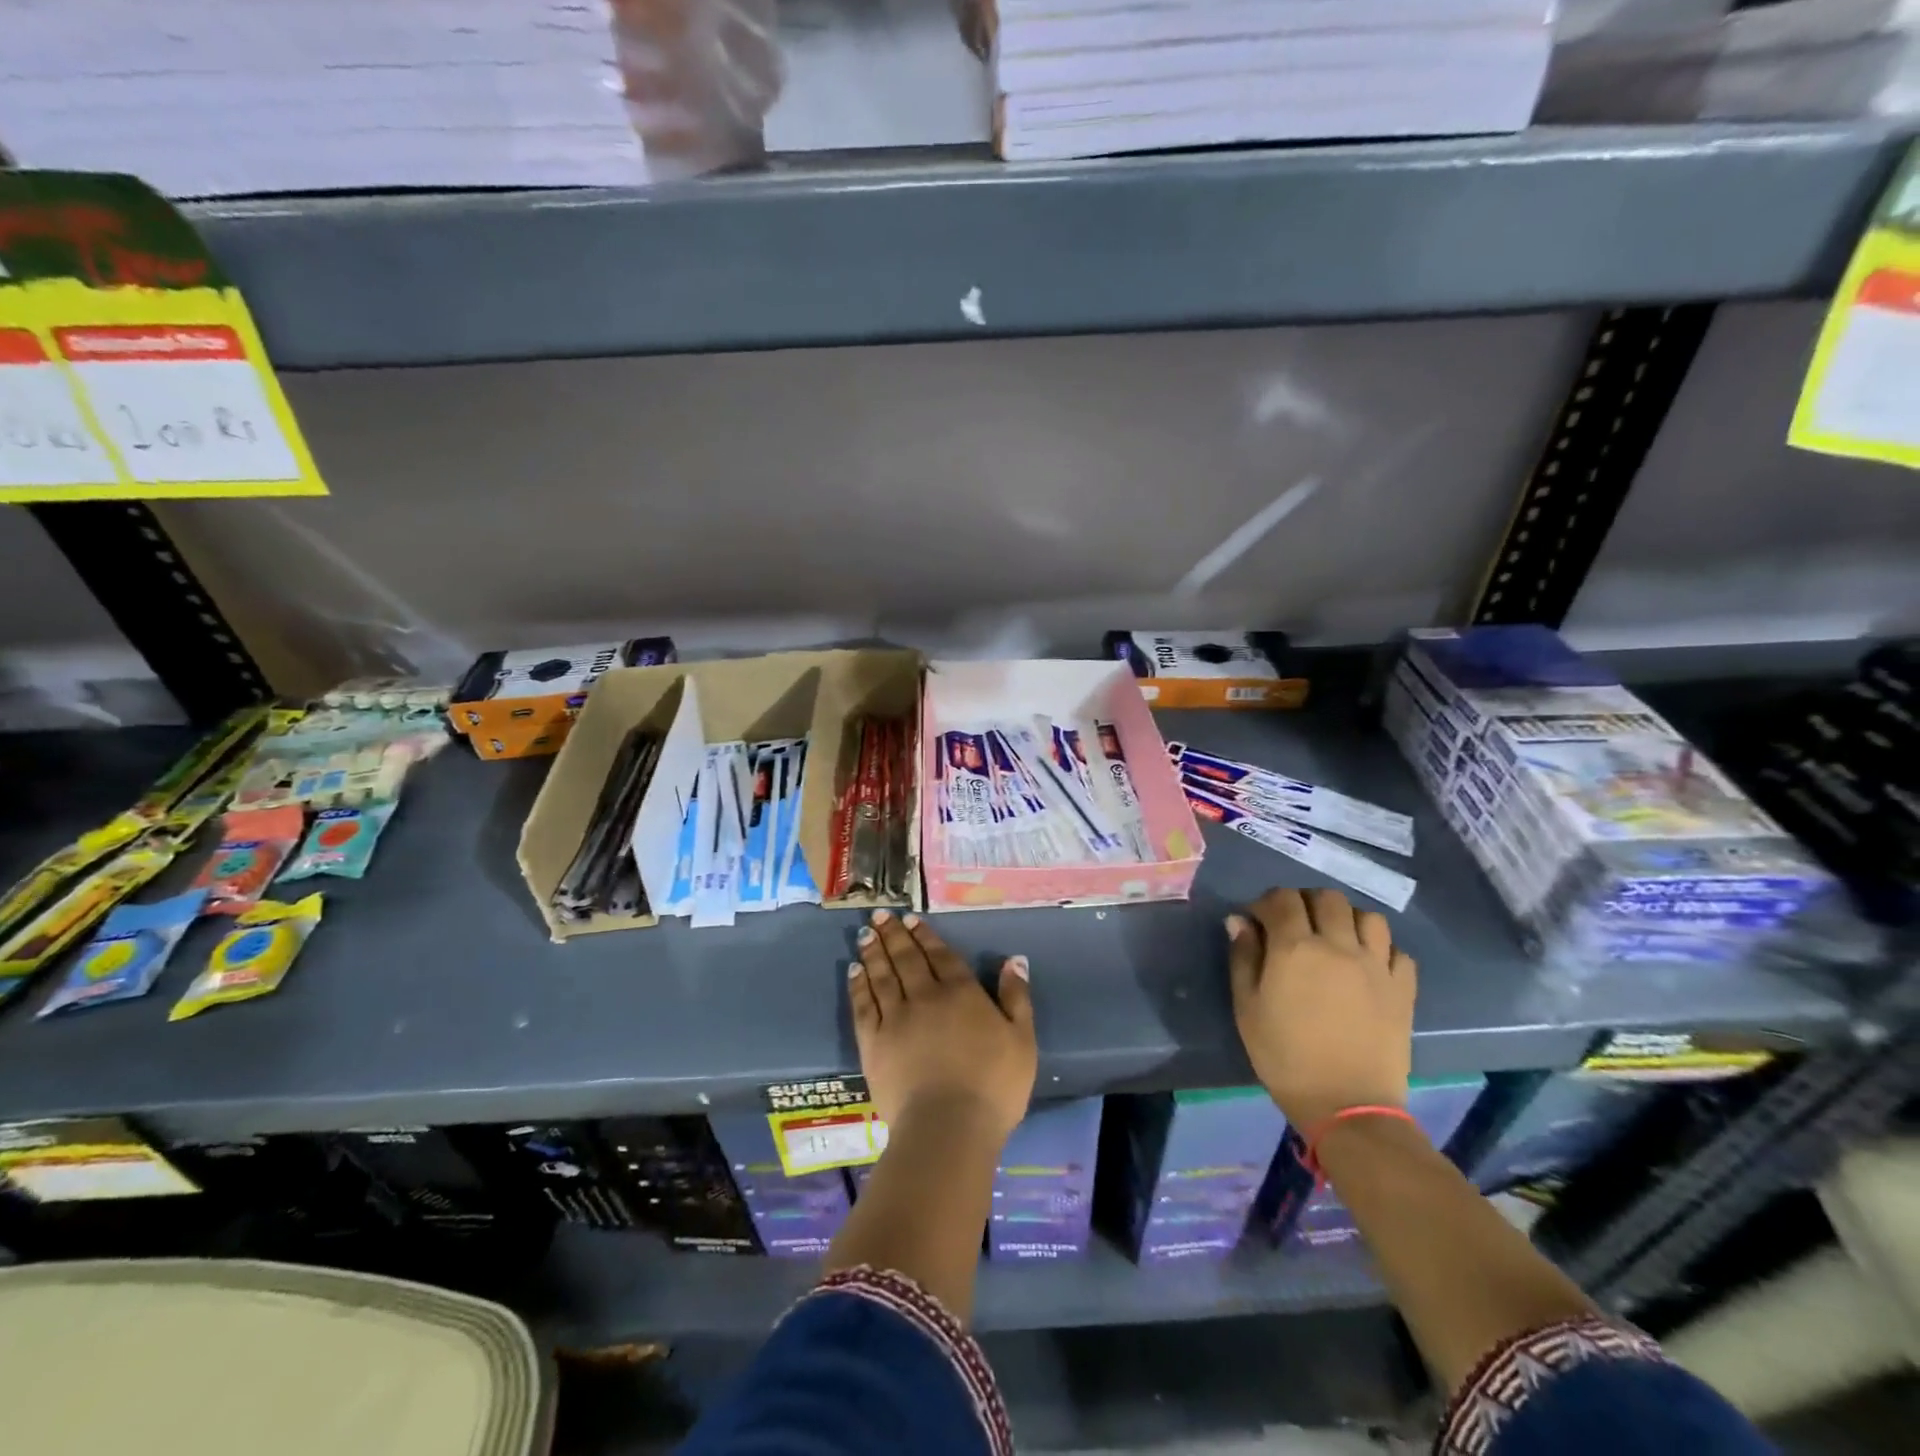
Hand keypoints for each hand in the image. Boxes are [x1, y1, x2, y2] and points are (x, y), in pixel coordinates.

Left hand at [849, 909, 1036, 1143]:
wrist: (948, 1127)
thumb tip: (1014, 959)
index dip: (925, 936)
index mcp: (961, 993)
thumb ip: (1016, 997)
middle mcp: (925, 996)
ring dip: (874, 952)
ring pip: (882, 975)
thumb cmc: (993, 1086)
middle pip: (907, 958)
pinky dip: (858, 985)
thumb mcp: (1022, 1040)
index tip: (910, 919)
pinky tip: (854, 971)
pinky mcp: (874, 1043)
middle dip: (894, 934)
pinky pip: (863, 1005)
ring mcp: (896, 1018)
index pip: (941, 955)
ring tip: (865, 933)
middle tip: (880, 914)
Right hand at [1226, 887, 1416, 1131]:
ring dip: (1348, 920)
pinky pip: (1398, 952)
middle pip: (1328, 899)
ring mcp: (1376, 966)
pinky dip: (1382, 950)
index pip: (1283, 899)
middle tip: (1296, 925)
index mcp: (1295, 948)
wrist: (1346, 1105)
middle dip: (1307, 903)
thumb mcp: (1247, 1007)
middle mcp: (1339, 946)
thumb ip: (1243, 957)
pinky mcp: (1403, 989)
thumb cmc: (1285, 1056)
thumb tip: (1240, 921)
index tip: (1258, 919)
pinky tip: (1368, 966)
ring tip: (1336, 939)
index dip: (1267, 902)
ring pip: (1369, 917)